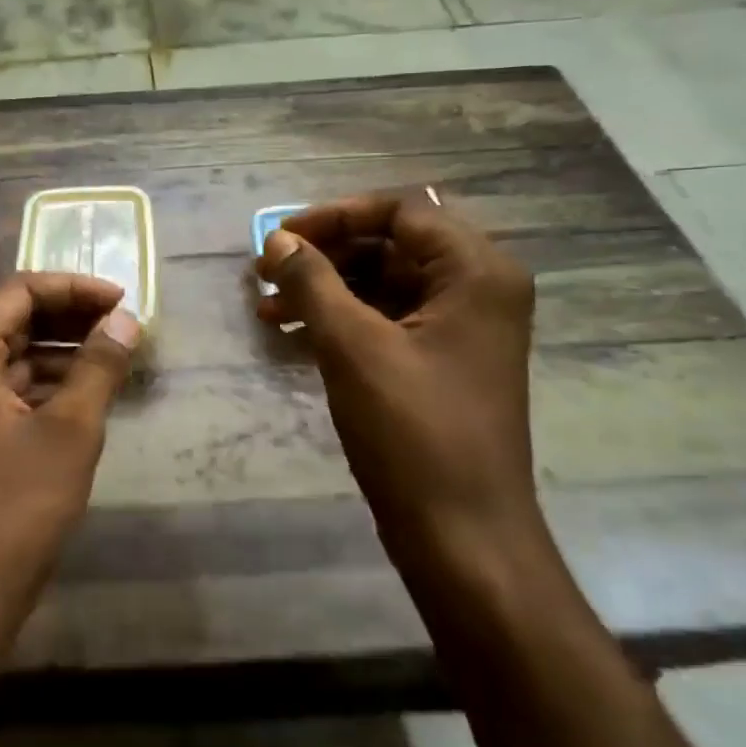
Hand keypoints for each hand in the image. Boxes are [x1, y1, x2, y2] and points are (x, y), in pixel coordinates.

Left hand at [0, 273, 140, 635]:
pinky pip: (9, 389)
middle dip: (71, 318)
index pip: (21, 292)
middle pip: (15, 320)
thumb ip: (99, 366)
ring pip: (14, 356)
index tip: (121, 302)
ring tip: (114, 359)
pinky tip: (86, 395)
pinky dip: (47, 384)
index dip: (74, 289)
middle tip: (123, 327)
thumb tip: (125, 319)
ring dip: (63, 352)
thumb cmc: (18, 504)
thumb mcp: (71, 429)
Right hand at [256, 189, 546, 588]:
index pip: (401, 211)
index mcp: (476, 272)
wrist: (462, 535)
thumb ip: (312, 282)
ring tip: (267, 307)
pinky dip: (343, 320)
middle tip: (266, 271)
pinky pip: (388, 320)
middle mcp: (479, 289)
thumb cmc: (413, 432)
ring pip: (385, 284)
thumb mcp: (353, 347)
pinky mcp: (443, 362)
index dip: (334, 216)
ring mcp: (462, 329)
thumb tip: (277, 241)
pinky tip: (294, 333)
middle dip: (325, 254)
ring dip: (327, 289)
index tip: (280, 237)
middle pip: (392, 245)